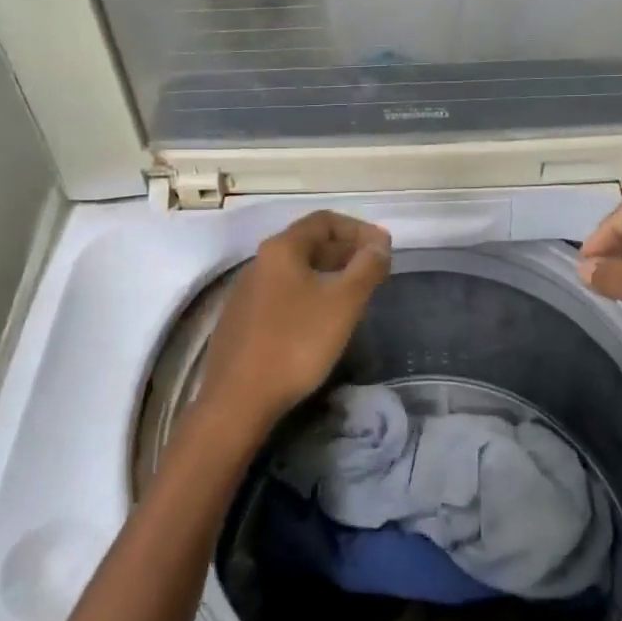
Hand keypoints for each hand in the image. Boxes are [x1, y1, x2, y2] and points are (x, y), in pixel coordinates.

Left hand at [196, 211, 391, 437]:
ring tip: (354, 294)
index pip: (324, 220)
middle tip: (374, 270)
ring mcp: (246, 292)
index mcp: (282, 249)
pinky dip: (309, 294)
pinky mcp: (241, 320)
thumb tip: (380, 243)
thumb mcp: (343, 304)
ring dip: (328, 273)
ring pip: (295, 270)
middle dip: (345, 251)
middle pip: (308, 243)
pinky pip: (282, 294)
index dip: (358, 229)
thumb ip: (366, 268)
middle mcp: (259, 262)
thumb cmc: (296, 343)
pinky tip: (322, 320)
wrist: (238, 400)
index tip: (383, 248)